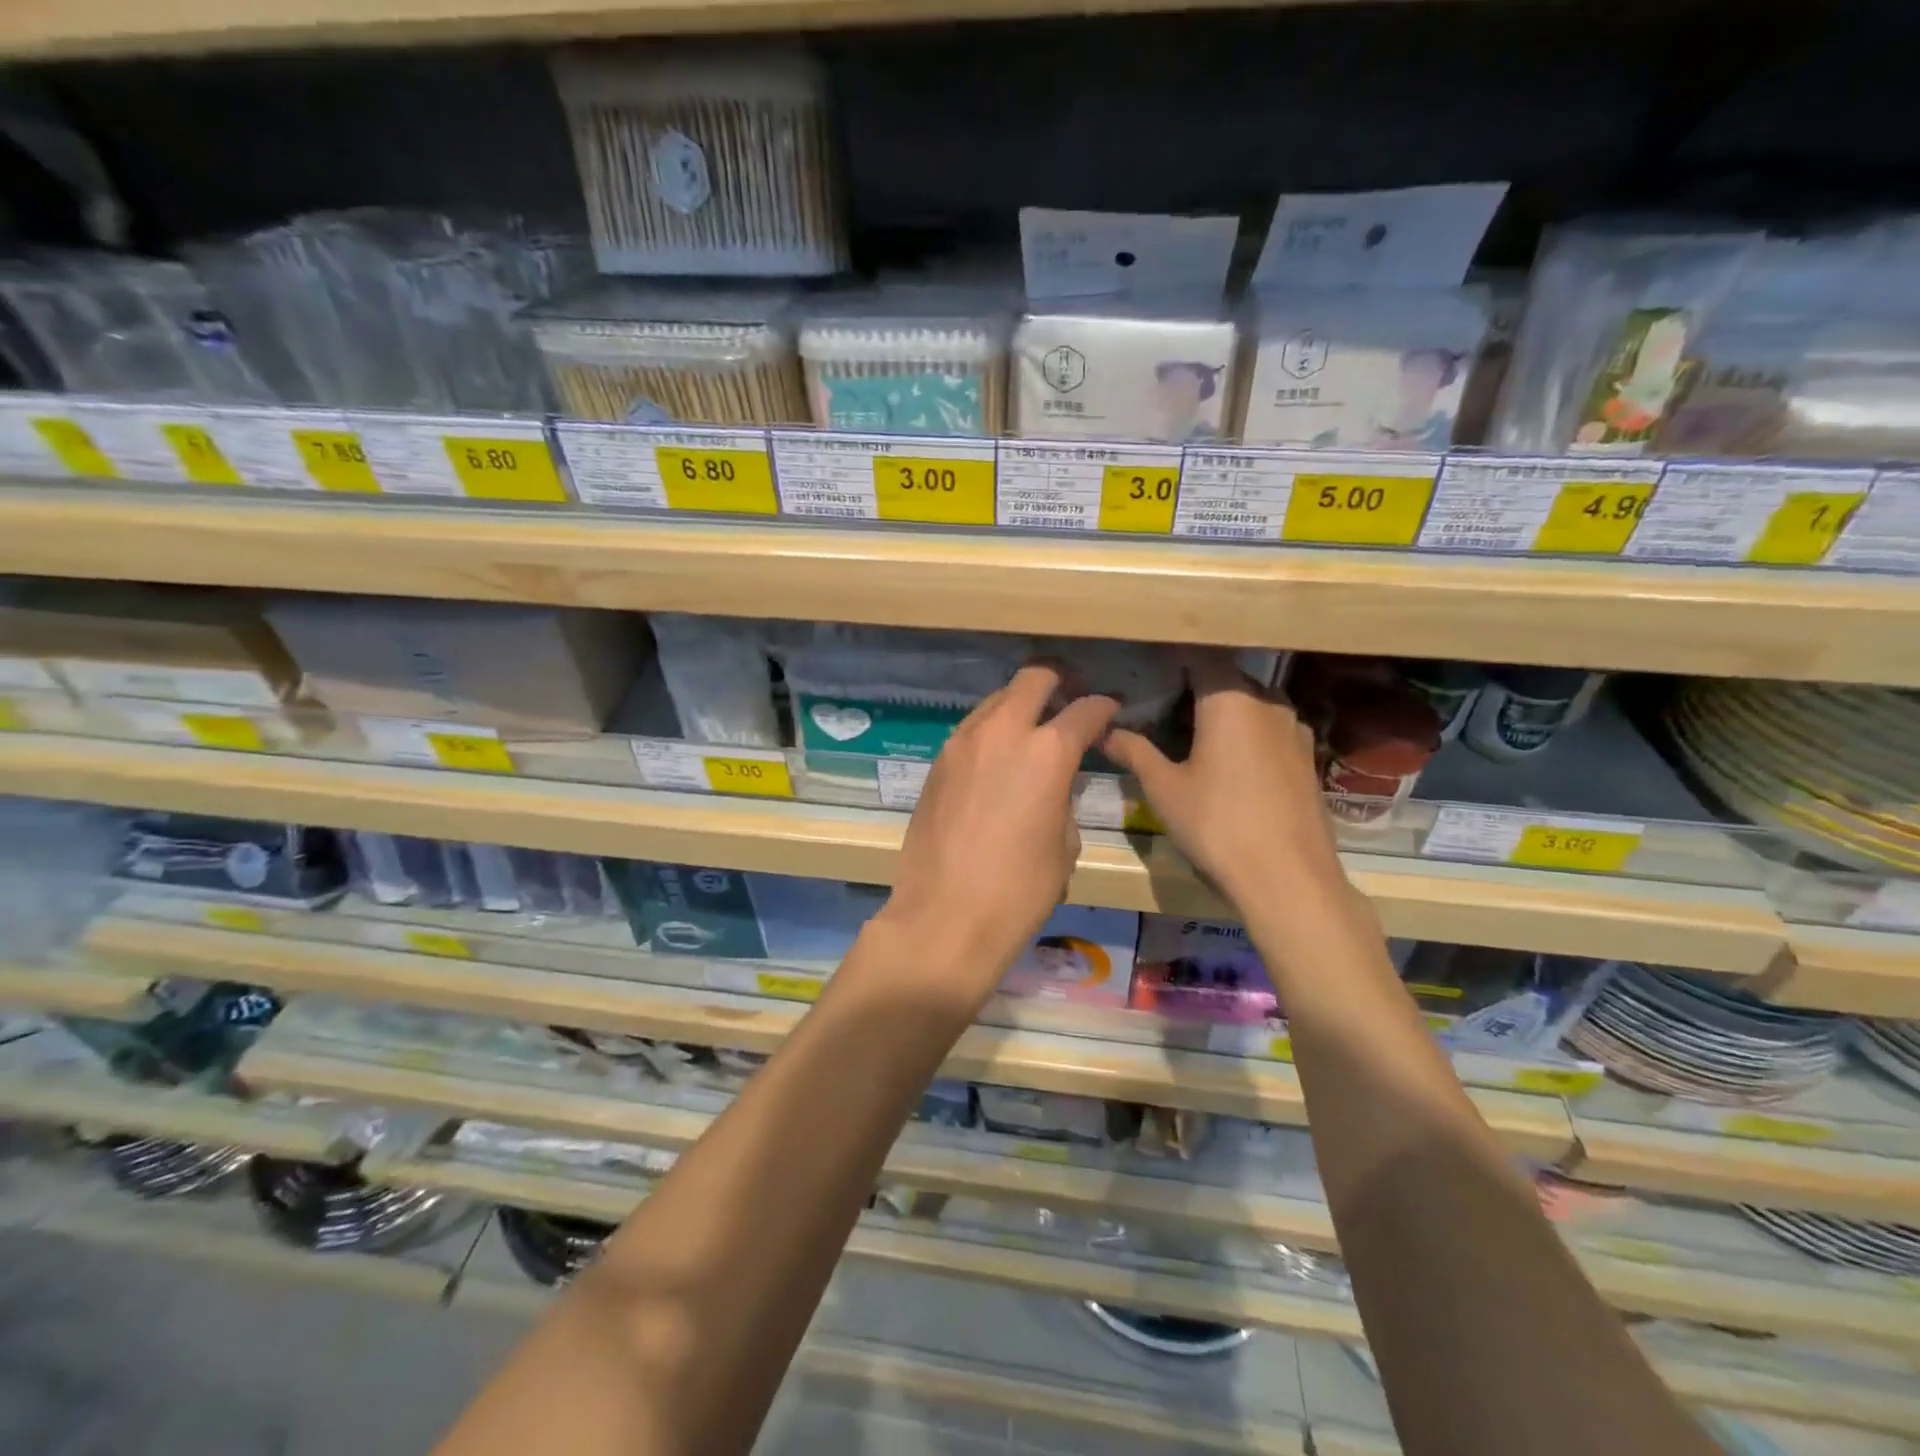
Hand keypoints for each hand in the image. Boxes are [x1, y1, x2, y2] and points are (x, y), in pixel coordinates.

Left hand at [875, 661, 1118, 1010]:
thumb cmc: (1019, 891)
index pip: (1084, 709)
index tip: (1109, 712)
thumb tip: (1056, 784)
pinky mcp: (937, 762)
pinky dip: (991, 732)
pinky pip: (971, 730)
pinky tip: (997, 760)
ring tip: (1030, 731)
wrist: (944, 917)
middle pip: (1034, 679)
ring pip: (996, 700)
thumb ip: (1064, 799)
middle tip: (1068, 700)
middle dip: (1057, 682)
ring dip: (1019, 706)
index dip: (1103, 708)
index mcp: (1048, 751)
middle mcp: (1003, 732)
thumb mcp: (1064, 846)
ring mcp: (962, 743)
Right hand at [1101, 650, 1345, 914]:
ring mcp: (1294, 729)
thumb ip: (1134, 751)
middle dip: (1194, 684)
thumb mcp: (1164, 788)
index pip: (1200, 656)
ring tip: (1189, 730)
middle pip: (1227, 678)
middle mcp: (1268, 702)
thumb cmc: (1217, 824)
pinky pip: (1268, 728)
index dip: (1172, 657)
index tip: (1146, 664)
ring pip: (1251, 703)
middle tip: (1159, 701)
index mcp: (1231, 699)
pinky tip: (1226, 759)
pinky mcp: (1306, 757)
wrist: (1288, 878)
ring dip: (1222, 709)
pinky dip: (1244, 731)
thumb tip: (1103, 730)